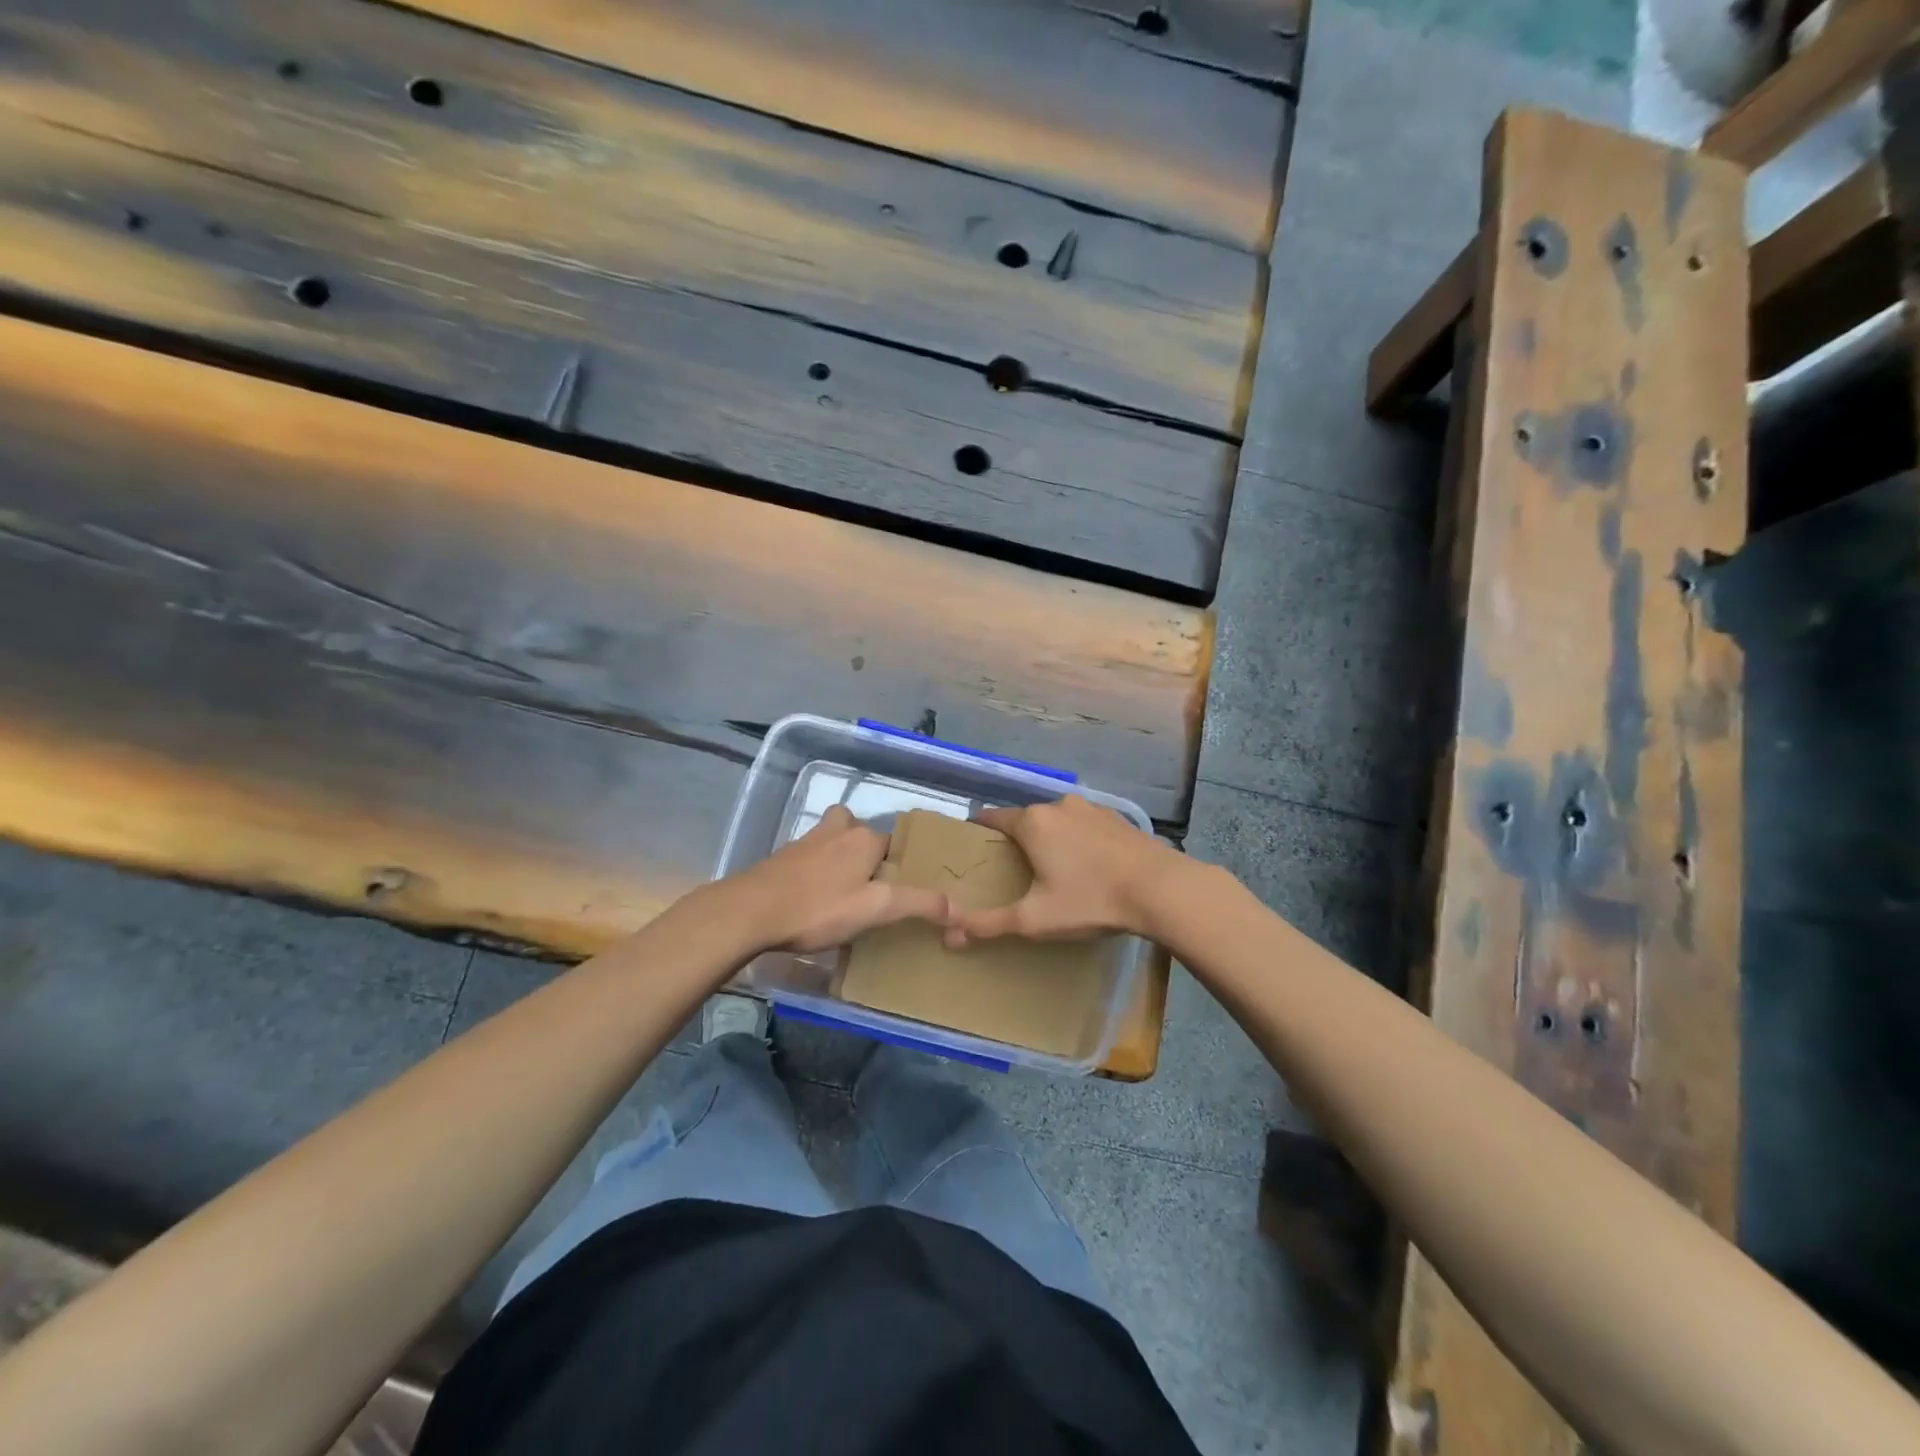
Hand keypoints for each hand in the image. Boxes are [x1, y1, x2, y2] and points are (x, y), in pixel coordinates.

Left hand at [724, 805, 948, 953]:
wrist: (750, 911)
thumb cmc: (819, 908)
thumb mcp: (875, 910)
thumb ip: (917, 904)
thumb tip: (959, 906)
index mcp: (864, 838)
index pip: (893, 842)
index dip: (897, 863)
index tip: (899, 888)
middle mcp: (837, 830)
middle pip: (860, 832)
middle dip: (867, 852)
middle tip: (871, 885)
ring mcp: (805, 841)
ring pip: (832, 838)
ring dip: (839, 855)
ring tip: (843, 888)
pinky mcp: (782, 857)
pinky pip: (810, 855)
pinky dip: (815, 868)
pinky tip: (812, 896)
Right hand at [940, 796, 1184, 947]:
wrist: (1161, 889)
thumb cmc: (1090, 900)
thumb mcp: (1035, 919)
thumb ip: (989, 925)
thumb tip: (949, 935)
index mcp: (1031, 822)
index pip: (991, 818)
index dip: (978, 833)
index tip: (972, 851)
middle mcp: (1057, 806)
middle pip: (1024, 819)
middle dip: (1015, 840)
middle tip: (1012, 871)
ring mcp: (1091, 808)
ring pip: (1056, 821)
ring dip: (1049, 838)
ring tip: (1050, 869)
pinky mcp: (1117, 818)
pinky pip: (1083, 825)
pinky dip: (1077, 840)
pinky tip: (1087, 865)